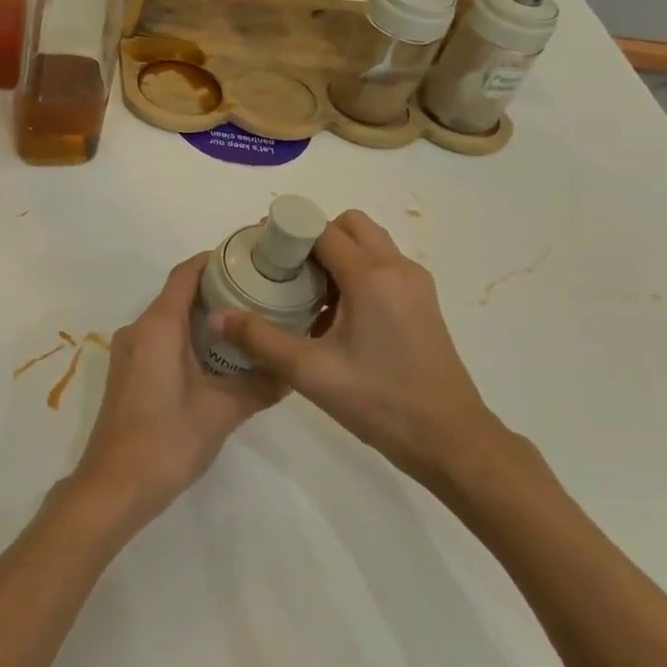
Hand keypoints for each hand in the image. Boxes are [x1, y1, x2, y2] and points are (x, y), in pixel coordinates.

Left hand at [69, 253, 284, 530]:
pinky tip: (220, 355)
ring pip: (170, 319)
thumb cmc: (167, 440)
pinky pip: (161, 339)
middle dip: (217, 289)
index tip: (249, 258)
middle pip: (178, 294)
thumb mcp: (222, 411)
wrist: (115, 485)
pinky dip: (189, 337)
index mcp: (158, 327)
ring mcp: (130, 352)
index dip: (214, 260)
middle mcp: (138, 330)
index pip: (185, 275)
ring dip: (204, 316)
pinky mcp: (129, 372)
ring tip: (248, 322)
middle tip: (261, 293)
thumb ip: (259, 385)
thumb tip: (293, 370)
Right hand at [212, 210, 506, 487]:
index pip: (322, 229)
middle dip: (313, 236)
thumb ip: (259, 339)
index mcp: (371, 277)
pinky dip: (355, 272)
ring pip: (369, 245)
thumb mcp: (309, 372)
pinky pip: (382, 267)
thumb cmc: (379, 401)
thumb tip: (216, 316)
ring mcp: (415, 285)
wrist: (450, 440)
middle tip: (284, 269)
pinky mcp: (421, 304)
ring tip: (305, 292)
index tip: (260, 250)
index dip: (288, 232)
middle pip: (350, 226)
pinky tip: (333, 314)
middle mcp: (397, 269)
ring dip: (335, 254)